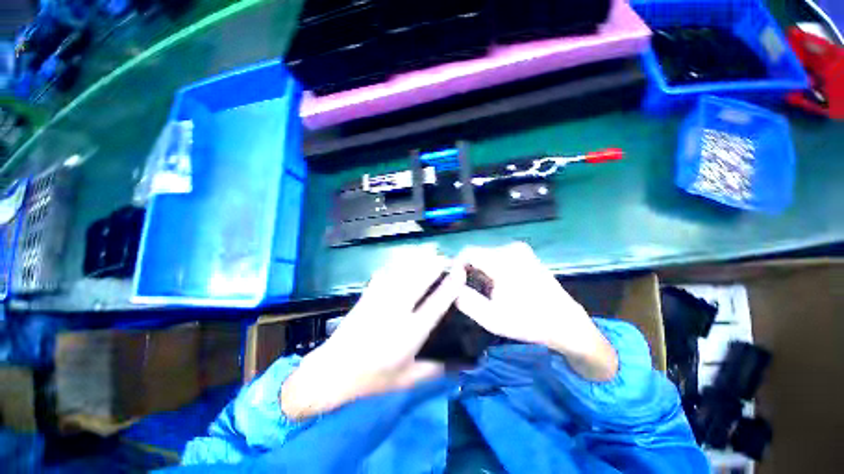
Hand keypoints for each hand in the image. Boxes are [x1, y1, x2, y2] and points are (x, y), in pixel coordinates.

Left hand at [280, 250, 465, 418]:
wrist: (334, 371)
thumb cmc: (373, 378)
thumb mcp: (408, 379)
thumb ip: (438, 369)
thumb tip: (466, 364)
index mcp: (409, 333)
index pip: (436, 303)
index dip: (451, 285)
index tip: (461, 272)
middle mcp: (396, 311)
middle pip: (420, 278)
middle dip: (436, 264)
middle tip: (448, 258)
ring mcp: (380, 299)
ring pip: (404, 270)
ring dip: (420, 259)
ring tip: (432, 252)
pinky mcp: (369, 294)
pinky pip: (387, 272)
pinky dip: (400, 263)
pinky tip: (407, 259)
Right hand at [455, 242, 617, 380]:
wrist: (566, 323)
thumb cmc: (528, 322)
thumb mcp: (491, 318)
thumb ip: (466, 300)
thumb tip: (452, 285)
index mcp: (503, 261)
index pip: (468, 252)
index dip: (455, 265)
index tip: (454, 283)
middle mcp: (511, 248)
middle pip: (477, 254)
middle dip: (469, 271)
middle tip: (470, 292)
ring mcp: (520, 249)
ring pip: (487, 255)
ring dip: (480, 271)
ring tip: (485, 292)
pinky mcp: (525, 254)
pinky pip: (498, 257)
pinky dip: (492, 269)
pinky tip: (498, 286)